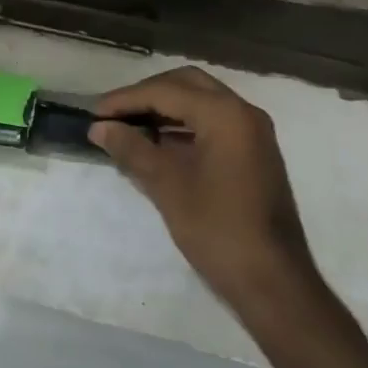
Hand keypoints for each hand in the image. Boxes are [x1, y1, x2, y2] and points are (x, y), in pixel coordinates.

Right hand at [89, 67, 320, 307]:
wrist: (274, 283)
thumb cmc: (218, 230)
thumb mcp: (167, 186)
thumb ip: (132, 149)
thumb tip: (100, 127)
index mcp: (225, 114)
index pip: (165, 91)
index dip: (125, 99)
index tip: (94, 112)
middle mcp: (243, 112)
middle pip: (186, 84)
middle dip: (147, 94)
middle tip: (114, 114)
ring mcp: (253, 132)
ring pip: (201, 101)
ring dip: (165, 108)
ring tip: (129, 126)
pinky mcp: (253, 152)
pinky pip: (213, 122)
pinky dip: (184, 124)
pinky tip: (158, 144)